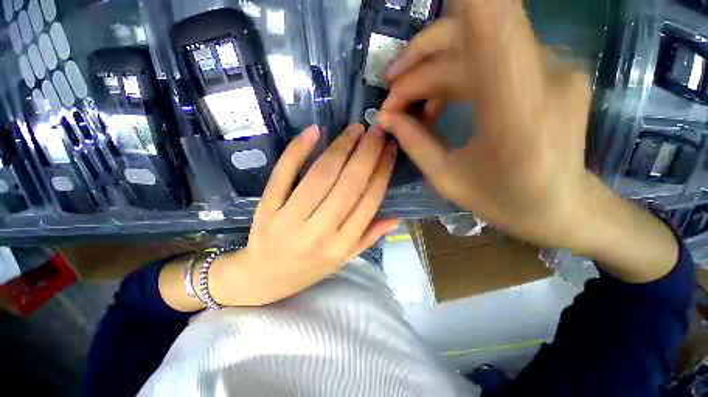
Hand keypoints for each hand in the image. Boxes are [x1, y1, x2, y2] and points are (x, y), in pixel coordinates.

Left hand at [210, 124, 397, 306]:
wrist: (262, 278)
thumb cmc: (308, 269)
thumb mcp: (343, 259)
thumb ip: (369, 237)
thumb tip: (396, 218)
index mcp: (341, 245)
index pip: (369, 201)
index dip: (382, 171)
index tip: (389, 149)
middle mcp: (320, 232)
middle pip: (349, 185)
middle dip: (367, 153)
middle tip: (377, 130)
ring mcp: (290, 218)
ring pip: (321, 176)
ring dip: (341, 148)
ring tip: (355, 130)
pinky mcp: (268, 207)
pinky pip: (283, 174)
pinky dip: (298, 151)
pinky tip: (314, 132)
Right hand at [379, 0, 594, 251]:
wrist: (562, 208)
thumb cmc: (506, 202)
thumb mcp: (448, 180)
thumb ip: (414, 143)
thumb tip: (385, 117)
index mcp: (517, 110)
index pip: (493, 21)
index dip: (465, 0)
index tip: (426, 0)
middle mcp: (541, 73)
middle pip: (465, 38)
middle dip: (416, 66)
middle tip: (390, 98)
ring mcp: (549, 66)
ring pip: (474, 44)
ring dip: (430, 69)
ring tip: (405, 103)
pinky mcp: (545, 69)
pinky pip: (488, 57)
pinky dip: (453, 75)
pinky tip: (436, 103)